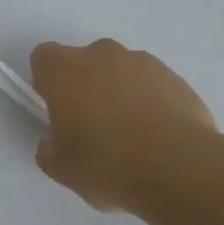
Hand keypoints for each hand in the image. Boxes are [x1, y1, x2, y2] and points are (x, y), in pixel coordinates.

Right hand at [30, 38, 223, 223]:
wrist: (179, 168)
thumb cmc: (107, 164)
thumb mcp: (61, 169)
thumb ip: (49, 150)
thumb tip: (54, 143)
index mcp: (64, 70)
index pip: (44, 58)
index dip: (48, 82)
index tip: (58, 111)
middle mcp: (100, 55)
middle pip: (85, 61)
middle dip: (86, 85)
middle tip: (94, 125)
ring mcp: (142, 62)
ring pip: (121, 70)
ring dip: (120, 91)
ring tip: (132, 135)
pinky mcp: (176, 78)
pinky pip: (153, 84)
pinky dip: (151, 101)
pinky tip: (159, 137)